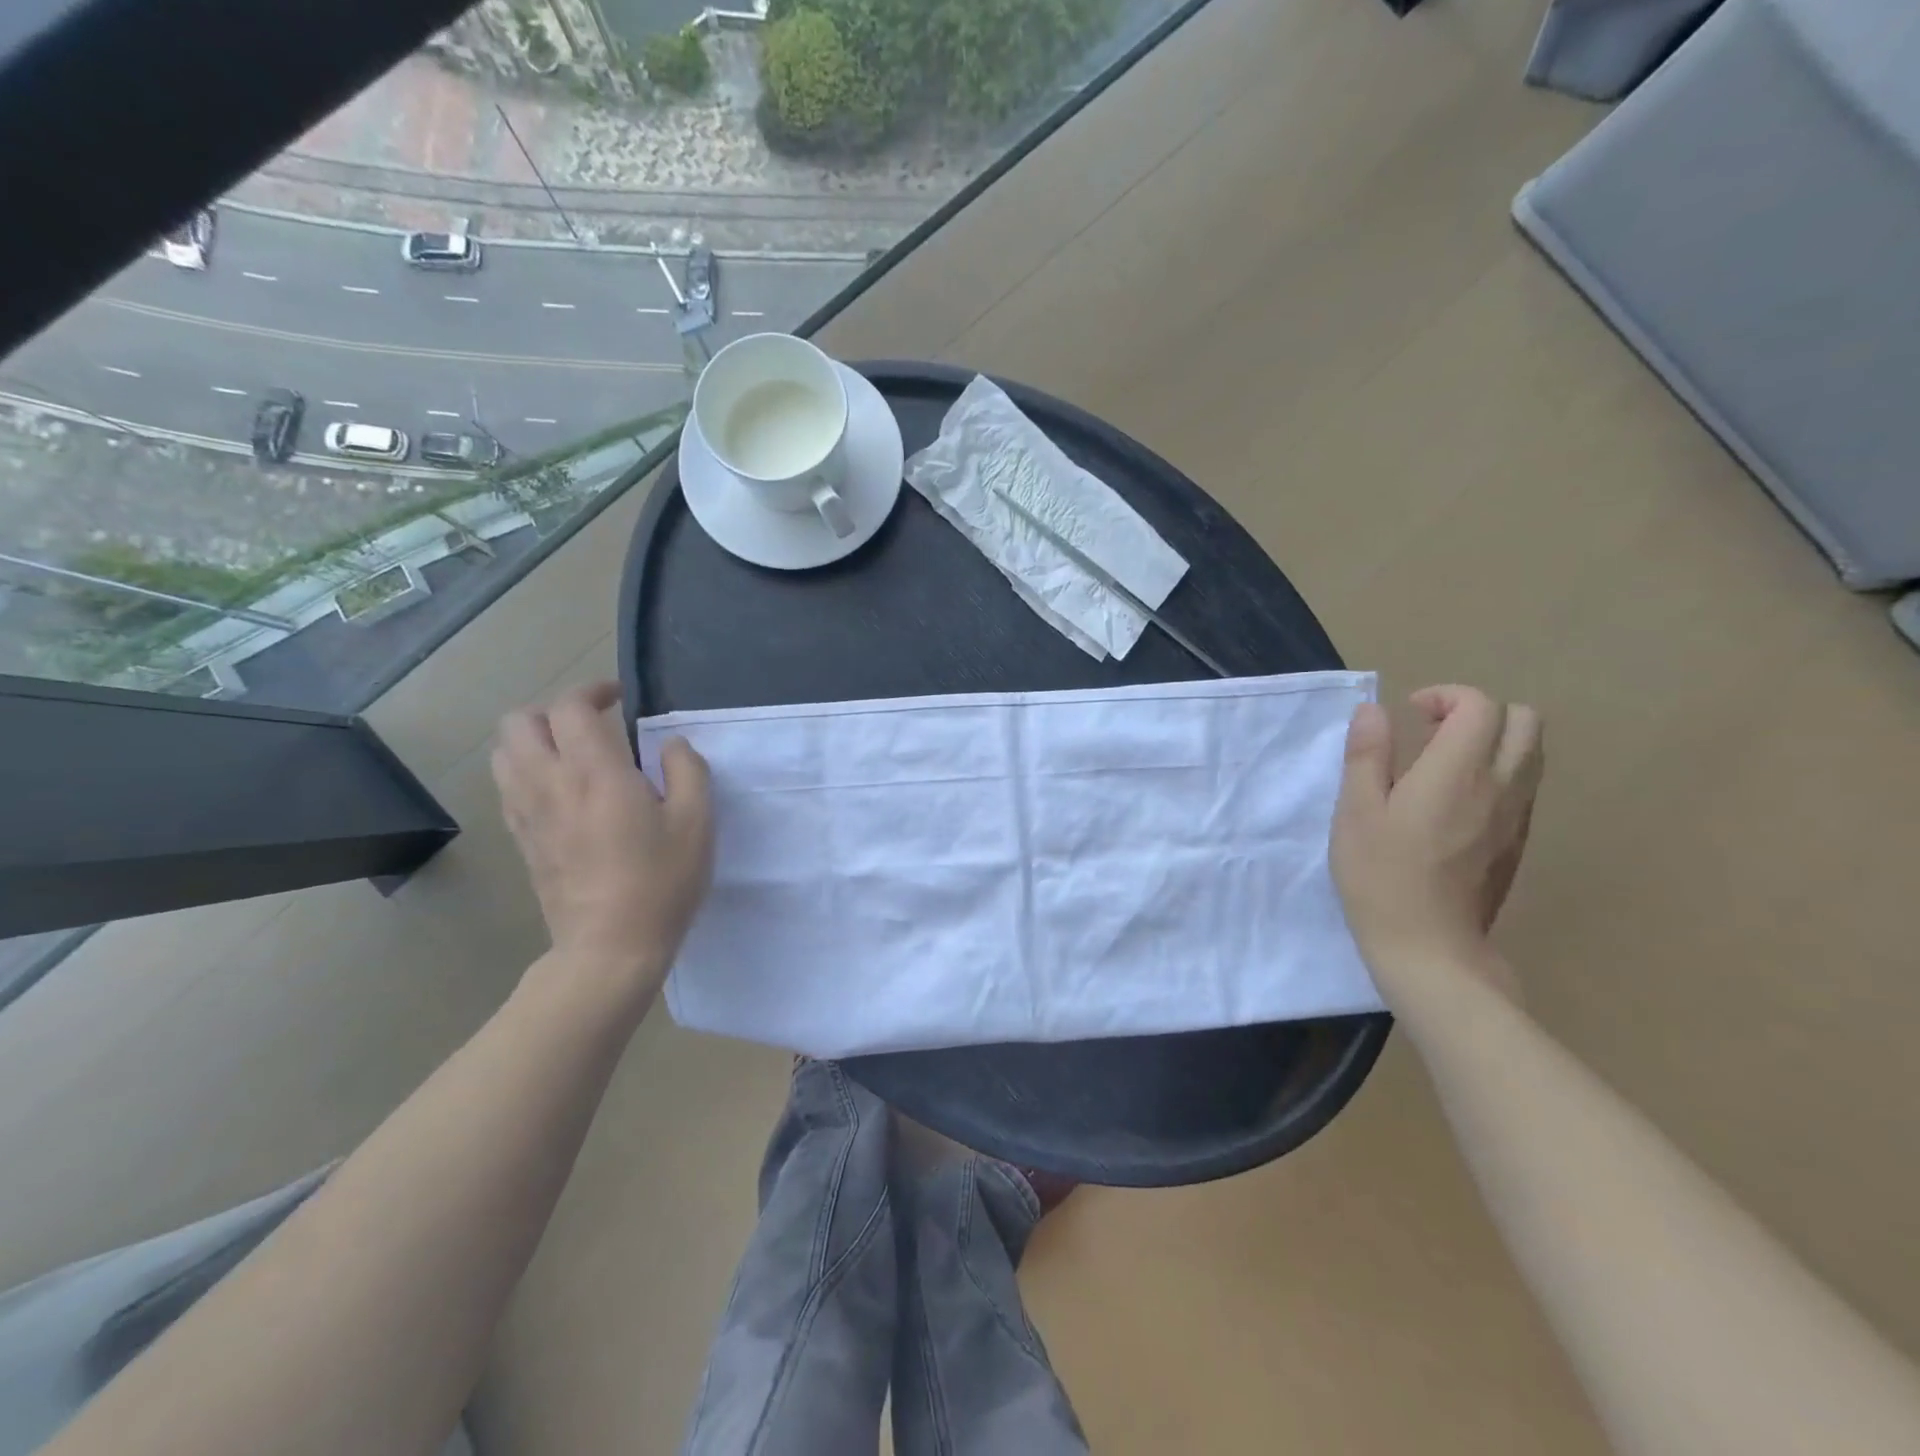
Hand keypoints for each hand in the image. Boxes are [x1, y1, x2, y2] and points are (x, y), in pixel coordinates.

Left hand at [492, 682, 712, 998]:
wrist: (610, 947)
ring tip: (572, 753)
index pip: (570, 708)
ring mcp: (527, 813)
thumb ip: (688, 769)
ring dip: (534, 739)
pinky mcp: (521, 839)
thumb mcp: (697, 822)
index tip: (620, 698)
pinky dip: (527, 770)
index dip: (592, 691)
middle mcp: (549, 783)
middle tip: (591, 723)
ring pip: (504, 753)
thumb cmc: (661, 882)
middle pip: (519, 722)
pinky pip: (508, 786)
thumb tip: (671, 744)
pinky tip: (562, 790)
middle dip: (553, 710)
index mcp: (595, 773)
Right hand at [1330, 685, 1542, 1003]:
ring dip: (1494, 741)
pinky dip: (1498, 773)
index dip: (1446, 696)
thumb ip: (1366, 755)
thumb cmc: (1380, 876)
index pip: (1481, 706)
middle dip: (1480, 712)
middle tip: (1433, 732)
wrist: (1429, 948)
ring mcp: (1517, 817)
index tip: (1410, 715)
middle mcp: (1501, 786)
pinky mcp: (1519, 843)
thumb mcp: (1355, 811)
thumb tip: (1374, 710)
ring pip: (1532, 753)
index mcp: (1457, 772)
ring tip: (1443, 764)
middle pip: (1524, 721)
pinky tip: (1455, 802)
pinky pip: (1524, 787)